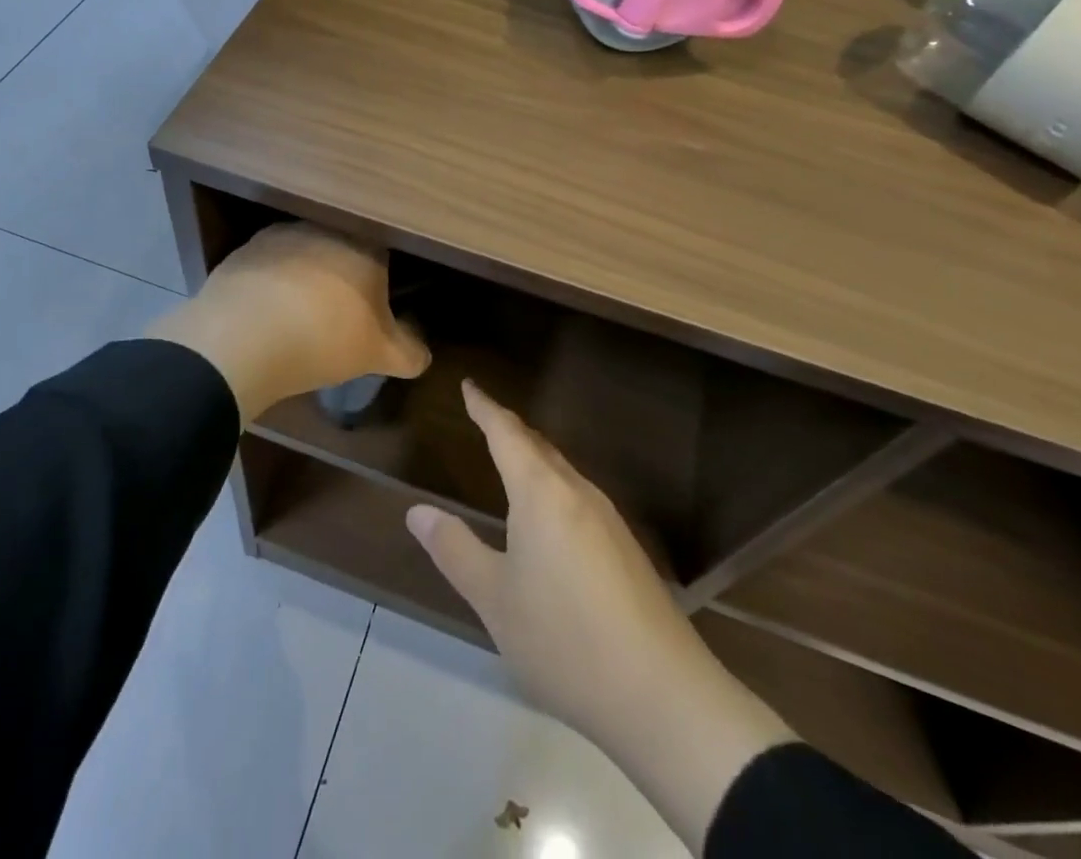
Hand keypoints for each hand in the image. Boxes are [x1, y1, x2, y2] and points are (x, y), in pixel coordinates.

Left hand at [147, 222, 429, 422]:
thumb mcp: (379, 356)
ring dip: (303, 275)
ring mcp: (283, 235)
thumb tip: (423, 354)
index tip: (372, 307)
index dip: (379, 281)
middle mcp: (327, 230)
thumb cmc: (325, 340)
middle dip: (340, 275)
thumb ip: (409, 352)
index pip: (383, 254)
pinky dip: (270, 283)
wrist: (244, 338)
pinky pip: (268, 265)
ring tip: (296, 315)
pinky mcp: (245, 250)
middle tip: (335, 313)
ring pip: (303, 253)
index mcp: (366, 248)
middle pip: (342, 249)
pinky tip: (265, 313)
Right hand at [406, 382, 793, 850]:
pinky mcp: (626, 549)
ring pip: (562, 471)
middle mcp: (578, 493)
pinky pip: (578, 497)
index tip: (469, 385)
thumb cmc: (564, 639)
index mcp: (542, 493)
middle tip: (484, 417)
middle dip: (509, 429)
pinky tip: (549, 516)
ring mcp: (609, 520)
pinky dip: (553, 486)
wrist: (662, 695)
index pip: (507, 433)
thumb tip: (418, 511)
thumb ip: (454, 549)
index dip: (485, 407)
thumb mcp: (494, 598)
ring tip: (511, 459)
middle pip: (539, 447)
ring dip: (534, 457)